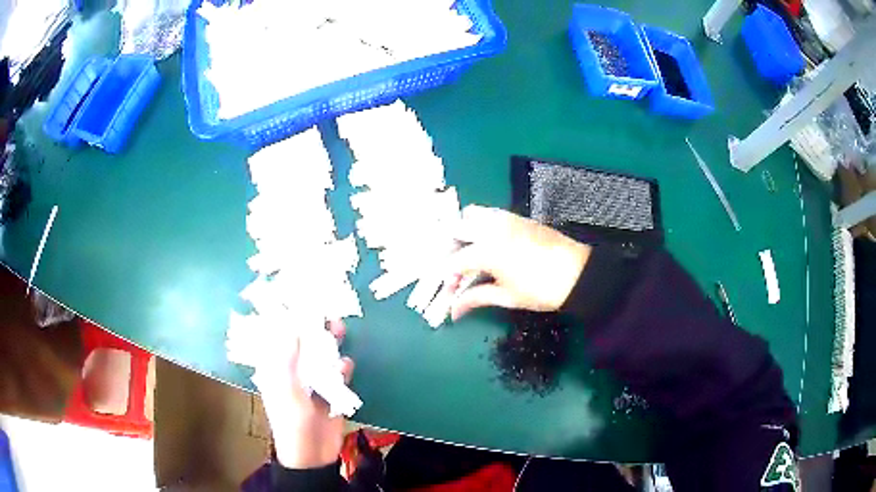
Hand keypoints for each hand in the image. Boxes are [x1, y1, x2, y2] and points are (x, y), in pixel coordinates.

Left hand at [249, 320, 353, 469]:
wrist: (314, 455)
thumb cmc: (293, 424)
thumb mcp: (287, 391)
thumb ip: (289, 361)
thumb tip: (292, 327)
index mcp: (277, 370)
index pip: (280, 339)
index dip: (289, 320)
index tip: (301, 302)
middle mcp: (294, 372)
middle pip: (305, 345)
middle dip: (315, 329)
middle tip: (327, 314)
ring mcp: (313, 383)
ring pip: (323, 357)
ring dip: (331, 344)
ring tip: (339, 329)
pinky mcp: (331, 393)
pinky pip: (338, 374)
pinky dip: (342, 368)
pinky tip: (346, 367)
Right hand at [446, 205, 590, 319]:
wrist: (578, 273)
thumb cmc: (542, 290)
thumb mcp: (507, 297)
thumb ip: (476, 298)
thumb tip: (454, 311)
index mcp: (487, 250)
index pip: (455, 261)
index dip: (448, 278)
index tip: (450, 291)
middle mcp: (492, 228)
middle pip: (456, 229)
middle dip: (449, 249)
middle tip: (454, 270)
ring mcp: (506, 219)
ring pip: (472, 214)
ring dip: (463, 231)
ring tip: (468, 253)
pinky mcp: (518, 218)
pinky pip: (490, 214)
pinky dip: (480, 224)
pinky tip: (487, 244)